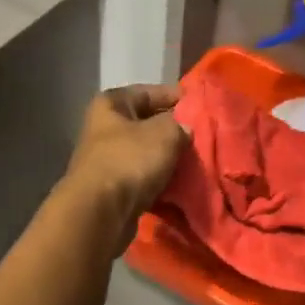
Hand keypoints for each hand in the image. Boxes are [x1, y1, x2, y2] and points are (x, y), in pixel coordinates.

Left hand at [64, 84, 188, 243]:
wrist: (100, 212)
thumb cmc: (130, 160)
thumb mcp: (165, 133)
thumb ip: (180, 124)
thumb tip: (184, 129)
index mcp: (110, 105)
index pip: (149, 92)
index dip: (176, 97)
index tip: (202, 107)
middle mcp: (104, 128)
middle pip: (147, 124)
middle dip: (175, 132)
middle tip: (204, 138)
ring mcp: (106, 160)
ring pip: (146, 154)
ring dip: (168, 159)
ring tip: (197, 163)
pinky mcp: (112, 189)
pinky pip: (143, 179)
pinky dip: (160, 182)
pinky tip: (181, 186)